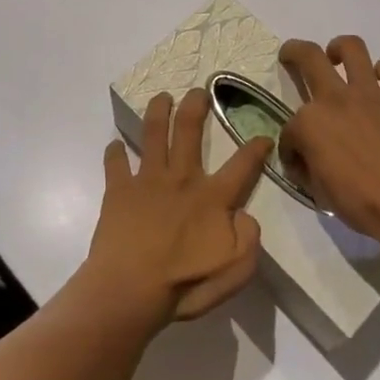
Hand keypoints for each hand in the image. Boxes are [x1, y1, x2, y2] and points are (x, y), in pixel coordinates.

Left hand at [85, 89, 266, 324]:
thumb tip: (246, 214)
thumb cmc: (185, 284)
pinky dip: (114, 152)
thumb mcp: (236, 271)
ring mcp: (147, 180)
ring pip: (153, 134)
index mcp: (212, 197)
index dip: (256, 147)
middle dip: (195, 105)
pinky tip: (114, 146)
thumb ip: (249, 239)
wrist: (129, 290)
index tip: (265, 135)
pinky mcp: (118, 190)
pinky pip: (115, 163)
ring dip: (158, 111)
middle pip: (189, 130)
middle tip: (198, 90)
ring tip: (161, 97)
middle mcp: (181, 178)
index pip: (242, 165)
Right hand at [278, 36, 379, 249]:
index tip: (299, 164)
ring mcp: (370, 93)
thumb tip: (305, 160)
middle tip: (292, 55)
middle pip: (308, 56)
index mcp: (309, 124)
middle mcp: (335, 98)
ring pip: (352, 48)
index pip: (289, 130)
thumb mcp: (319, 192)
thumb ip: (307, 166)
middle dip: (294, 51)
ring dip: (340, 49)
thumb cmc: (361, 204)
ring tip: (338, 57)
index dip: (290, 147)